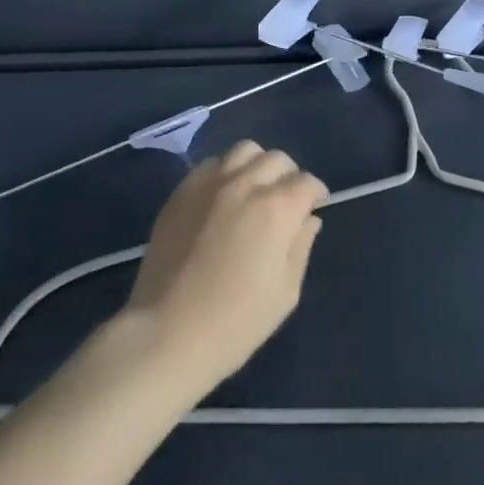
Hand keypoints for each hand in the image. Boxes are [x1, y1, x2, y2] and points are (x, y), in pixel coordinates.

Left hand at [121, 140, 327, 392]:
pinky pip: (211, 164)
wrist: (167, 333)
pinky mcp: (182, 191)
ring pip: (244, 151)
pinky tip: (222, 197)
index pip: (306, 182)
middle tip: (286, 201)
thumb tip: (309, 219)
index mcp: (276, 209)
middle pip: (277, 159)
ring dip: (257, 165)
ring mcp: (209, 183)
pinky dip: (225, 172)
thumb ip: (301, 247)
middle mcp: (245, 184)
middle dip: (289, 176)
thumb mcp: (285, 293)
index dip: (316, 193)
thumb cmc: (236, 322)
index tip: (315, 207)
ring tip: (254, 190)